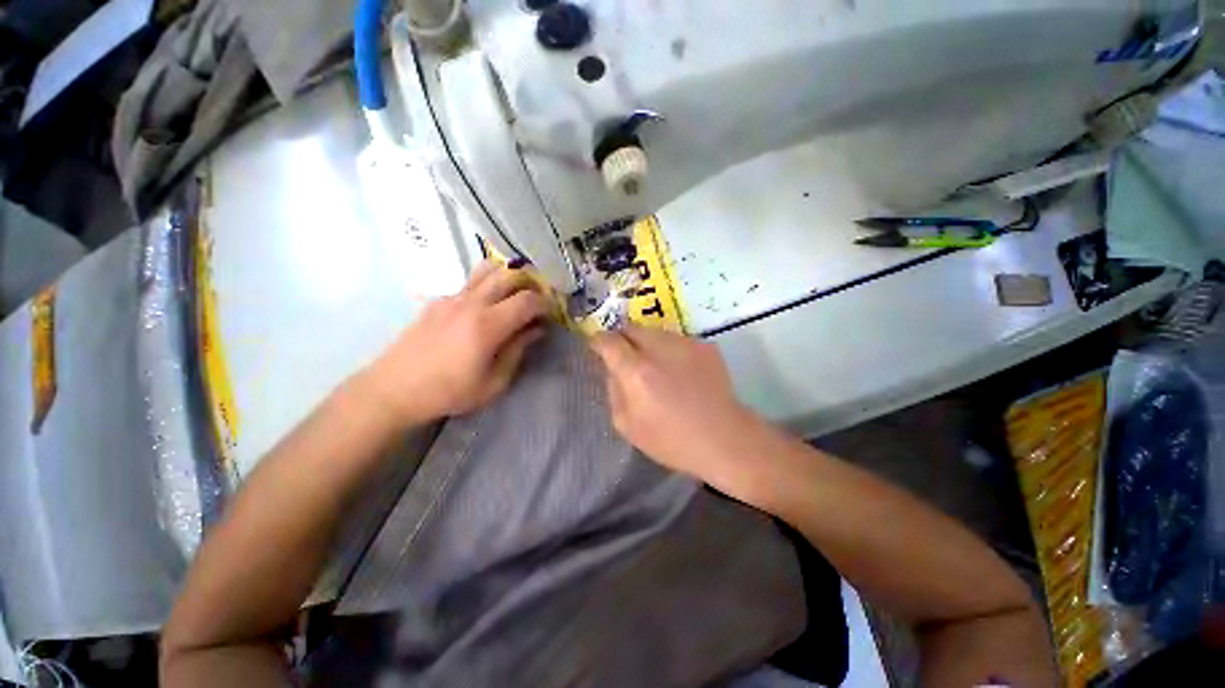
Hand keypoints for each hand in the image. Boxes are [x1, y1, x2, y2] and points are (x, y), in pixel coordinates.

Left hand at [362, 261, 547, 424]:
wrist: (394, 388)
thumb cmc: (449, 392)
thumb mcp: (494, 383)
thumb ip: (518, 351)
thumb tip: (536, 330)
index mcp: (488, 325)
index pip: (527, 300)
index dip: (545, 303)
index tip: (551, 313)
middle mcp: (471, 303)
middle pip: (508, 275)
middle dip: (530, 283)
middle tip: (537, 299)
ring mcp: (452, 298)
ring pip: (487, 270)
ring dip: (507, 277)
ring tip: (515, 294)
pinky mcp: (438, 300)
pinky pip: (469, 282)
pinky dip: (487, 285)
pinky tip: (486, 307)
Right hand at [590, 325, 767, 490]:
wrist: (723, 438)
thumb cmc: (671, 440)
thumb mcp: (627, 425)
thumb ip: (613, 390)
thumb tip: (613, 369)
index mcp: (636, 371)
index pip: (608, 341)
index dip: (598, 341)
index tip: (598, 347)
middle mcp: (659, 349)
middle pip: (631, 328)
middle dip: (623, 338)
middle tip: (626, 357)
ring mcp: (684, 344)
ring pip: (654, 332)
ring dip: (647, 343)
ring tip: (656, 366)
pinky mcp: (704, 345)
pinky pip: (676, 340)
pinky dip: (670, 350)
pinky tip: (680, 371)